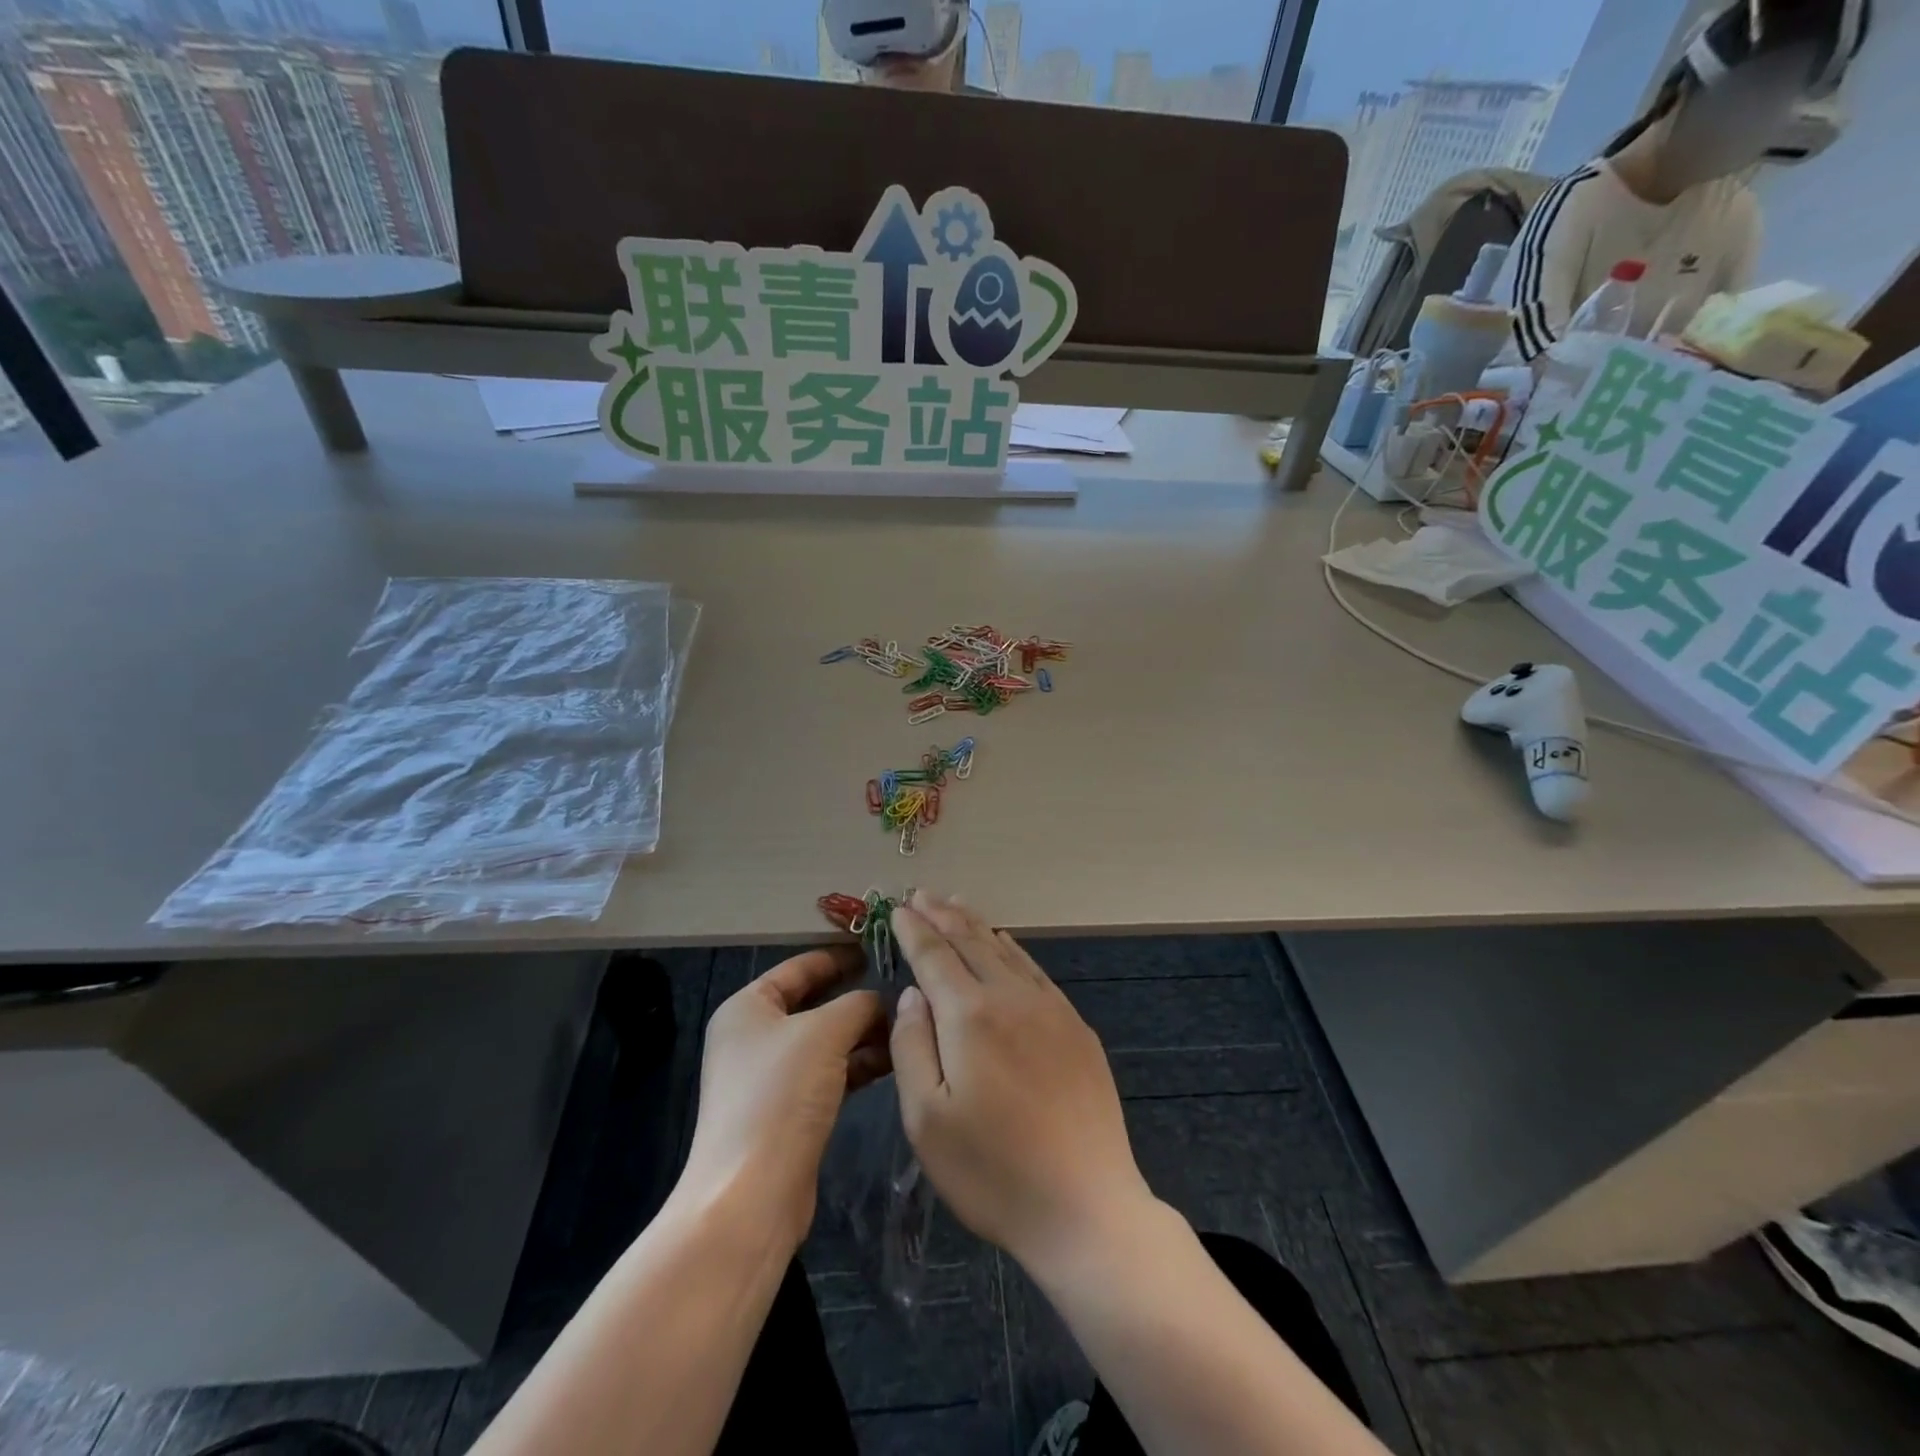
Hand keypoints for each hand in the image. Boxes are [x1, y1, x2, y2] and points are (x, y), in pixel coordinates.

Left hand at [681, 945, 890, 1247]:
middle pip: (815, 1003)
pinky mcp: (788, 1111)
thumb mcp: (825, 1033)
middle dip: (859, 997)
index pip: (800, 967)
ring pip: (826, 1040)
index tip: (882, 948)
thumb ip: (858, 1004)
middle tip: (905, 986)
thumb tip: (882, 998)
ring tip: (909, 1023)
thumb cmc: (780, 1096)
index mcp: (748, 1007)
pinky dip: (858, 1063)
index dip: (840, 955)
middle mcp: (754, 1036)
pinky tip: (894, 1059)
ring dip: (864, 1032)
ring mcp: (770, 1077)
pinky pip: (829, 1073)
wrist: (751, 1196)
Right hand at [888, 891, 1154, 1273]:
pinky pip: (1035, 971)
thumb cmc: (992, 1172)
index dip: (913, 930)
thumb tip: (913, 994)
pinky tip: (1005, 943)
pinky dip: (1013, 949)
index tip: (897, 908)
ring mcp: (1050, 1010)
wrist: (1086, 1206)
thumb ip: (912, 1046)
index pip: (935, 956)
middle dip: (942, 915)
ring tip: (956, 903)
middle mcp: (1011, 998)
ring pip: (1005, 951)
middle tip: (922, 894)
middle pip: (970, 943)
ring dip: (976, 924)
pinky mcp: (1075, 1028)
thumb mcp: (927, 1120)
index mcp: (970, 1016)